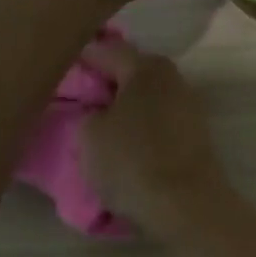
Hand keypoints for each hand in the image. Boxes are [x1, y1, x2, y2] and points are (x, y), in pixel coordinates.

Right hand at [78, 40, 233, 241]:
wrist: (186, 206)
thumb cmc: (132, 161)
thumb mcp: (89, 134)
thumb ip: (89, 112)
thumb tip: (99, 112)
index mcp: (147, 67)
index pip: (106, 51)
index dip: (80, 59)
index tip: (59, 68)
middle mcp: (174, 80)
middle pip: (132, 74)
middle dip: (106, 84)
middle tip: (78, 100)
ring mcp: (190, 110)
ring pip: (147, 102)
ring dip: (125, 110)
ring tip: (98, 127)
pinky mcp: (196, 139)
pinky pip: (159, 126)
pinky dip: (142, 131)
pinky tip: (124, 146)